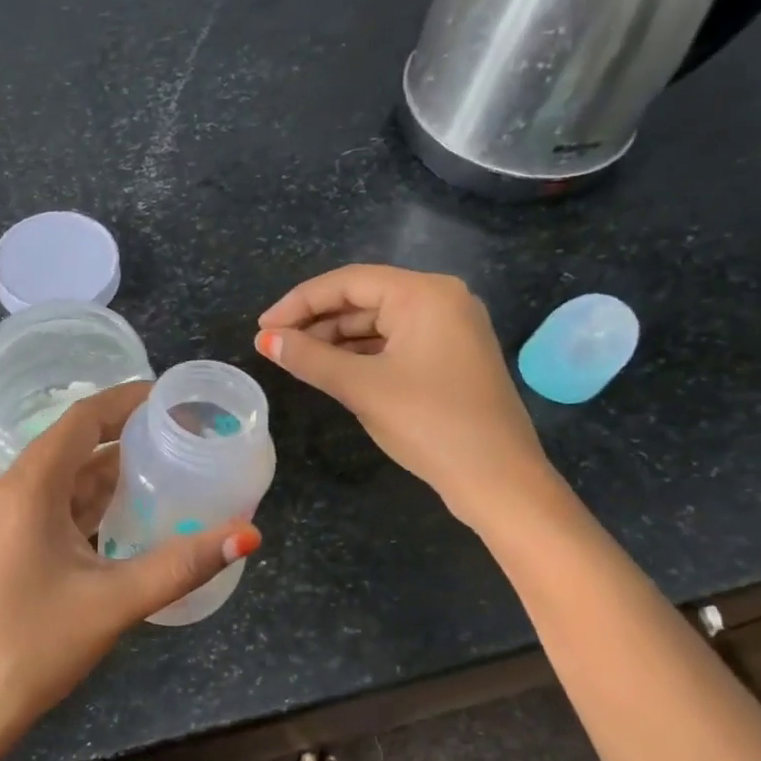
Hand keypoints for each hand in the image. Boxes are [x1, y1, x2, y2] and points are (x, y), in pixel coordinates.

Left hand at [0, 381, 260, 760]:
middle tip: (180, 435)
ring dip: (110, 471)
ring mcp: (6, 521)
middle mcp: (12, 491)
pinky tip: (129, 516)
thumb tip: (249, 533)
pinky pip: (56, 507)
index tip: (171, 397)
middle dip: (125, 434)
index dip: (126, 399)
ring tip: (166, 468)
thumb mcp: (115, 600)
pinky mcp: (9, 547)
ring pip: (66, 479)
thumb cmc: (34, 644)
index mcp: (30, 486)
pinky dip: (93, 503)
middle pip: (74, 444)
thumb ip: (182, 563)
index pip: (83, 419)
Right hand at [256, 264, 552, 528]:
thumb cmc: (429, 423)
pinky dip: (362, 354)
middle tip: (275, 345)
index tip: (262, 327)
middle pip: (364, 298)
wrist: (498, 479)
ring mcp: (450, 328)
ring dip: (336, 339)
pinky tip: (333, 370)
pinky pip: (396, 342)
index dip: (299, 302)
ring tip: (297, 359)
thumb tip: (266, 341)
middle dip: (316, 320)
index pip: (348, 282)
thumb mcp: (362, 387)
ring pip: (378, 322)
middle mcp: (441, 300)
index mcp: (425, 294)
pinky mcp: (451, 356)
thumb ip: (310, 358)